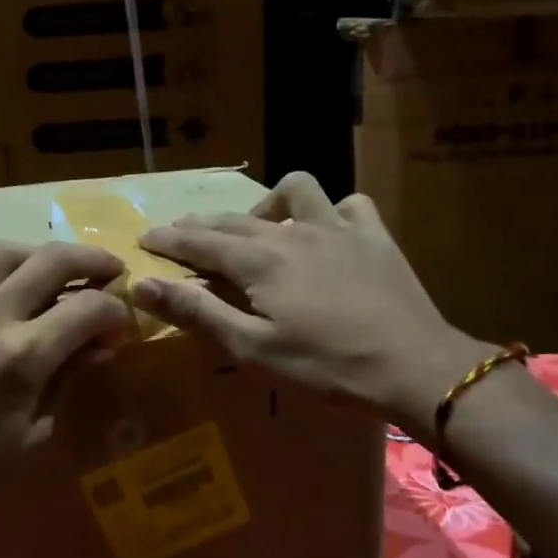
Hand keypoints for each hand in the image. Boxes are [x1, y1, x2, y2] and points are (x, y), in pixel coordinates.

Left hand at [0, 240, 133, 544]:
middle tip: (109, 270)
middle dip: (91, 260)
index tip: (122, 323)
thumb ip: (70, 377)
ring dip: (36, 254)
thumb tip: (101, 342)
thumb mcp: (37, 434)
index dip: (115, 311)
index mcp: (22, 357)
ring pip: (0, 252)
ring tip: (53, 269)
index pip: (87, 308)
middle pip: (51, 260)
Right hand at [133, 172, 490, 434]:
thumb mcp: (252, 349)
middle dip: (200, 223)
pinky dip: (332, 212)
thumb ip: (197, 313)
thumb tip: (143, 284)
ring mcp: (338, 228)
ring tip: (261, 228)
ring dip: (269, 203)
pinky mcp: (375, 236)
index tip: (143, 238)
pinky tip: (327, 231)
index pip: (199, 241)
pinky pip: (350, 205)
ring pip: (296, 189)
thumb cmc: (326, 367)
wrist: (414, 367)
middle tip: (179, 233)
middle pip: (234, 218)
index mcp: (259, 261)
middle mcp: (293, 232)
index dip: (167, 239)